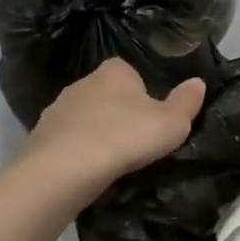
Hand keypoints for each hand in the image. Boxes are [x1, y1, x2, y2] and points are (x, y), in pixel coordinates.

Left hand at [26, 60, 206, 191]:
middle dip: (117, 111)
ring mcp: (58, 108)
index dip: (142, 91)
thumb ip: (186, 102)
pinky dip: (76, 149)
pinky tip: (87, 169)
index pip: (130, 72)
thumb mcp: (171, 123)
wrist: (66, 167)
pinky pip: (66, 139)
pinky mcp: (40, 135)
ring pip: (83, 116)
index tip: (151, 114)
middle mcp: (83, 82)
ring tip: (111, 158)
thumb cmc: (126, 136)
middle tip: (134, 138)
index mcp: (115, 71)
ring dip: (95, 131)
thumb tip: (198, 82)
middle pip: (105, 93)